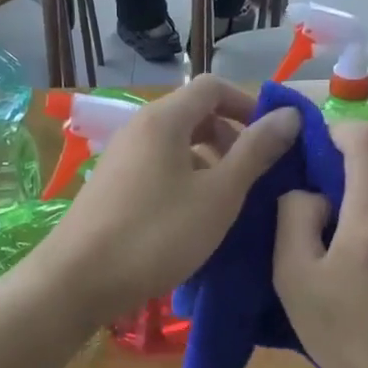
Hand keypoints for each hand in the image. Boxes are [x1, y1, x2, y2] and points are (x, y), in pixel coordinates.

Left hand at [39, 77, 298, 321]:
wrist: (78, 280)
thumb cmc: (157, 234)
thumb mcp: (218, 195)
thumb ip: (255, 153)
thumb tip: (289, 115)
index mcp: (163, 120)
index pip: (213, 87)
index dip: (248, 104)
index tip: (273, 139)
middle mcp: (138, 129)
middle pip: (193, 114)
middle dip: (230, 136)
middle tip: (254, 174)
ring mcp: (120, 159)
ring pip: (175, 146)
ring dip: (209, 163)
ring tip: (228, 201)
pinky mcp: (111, 187)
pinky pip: (158, 169)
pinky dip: (184, 181)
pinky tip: (193, 219)